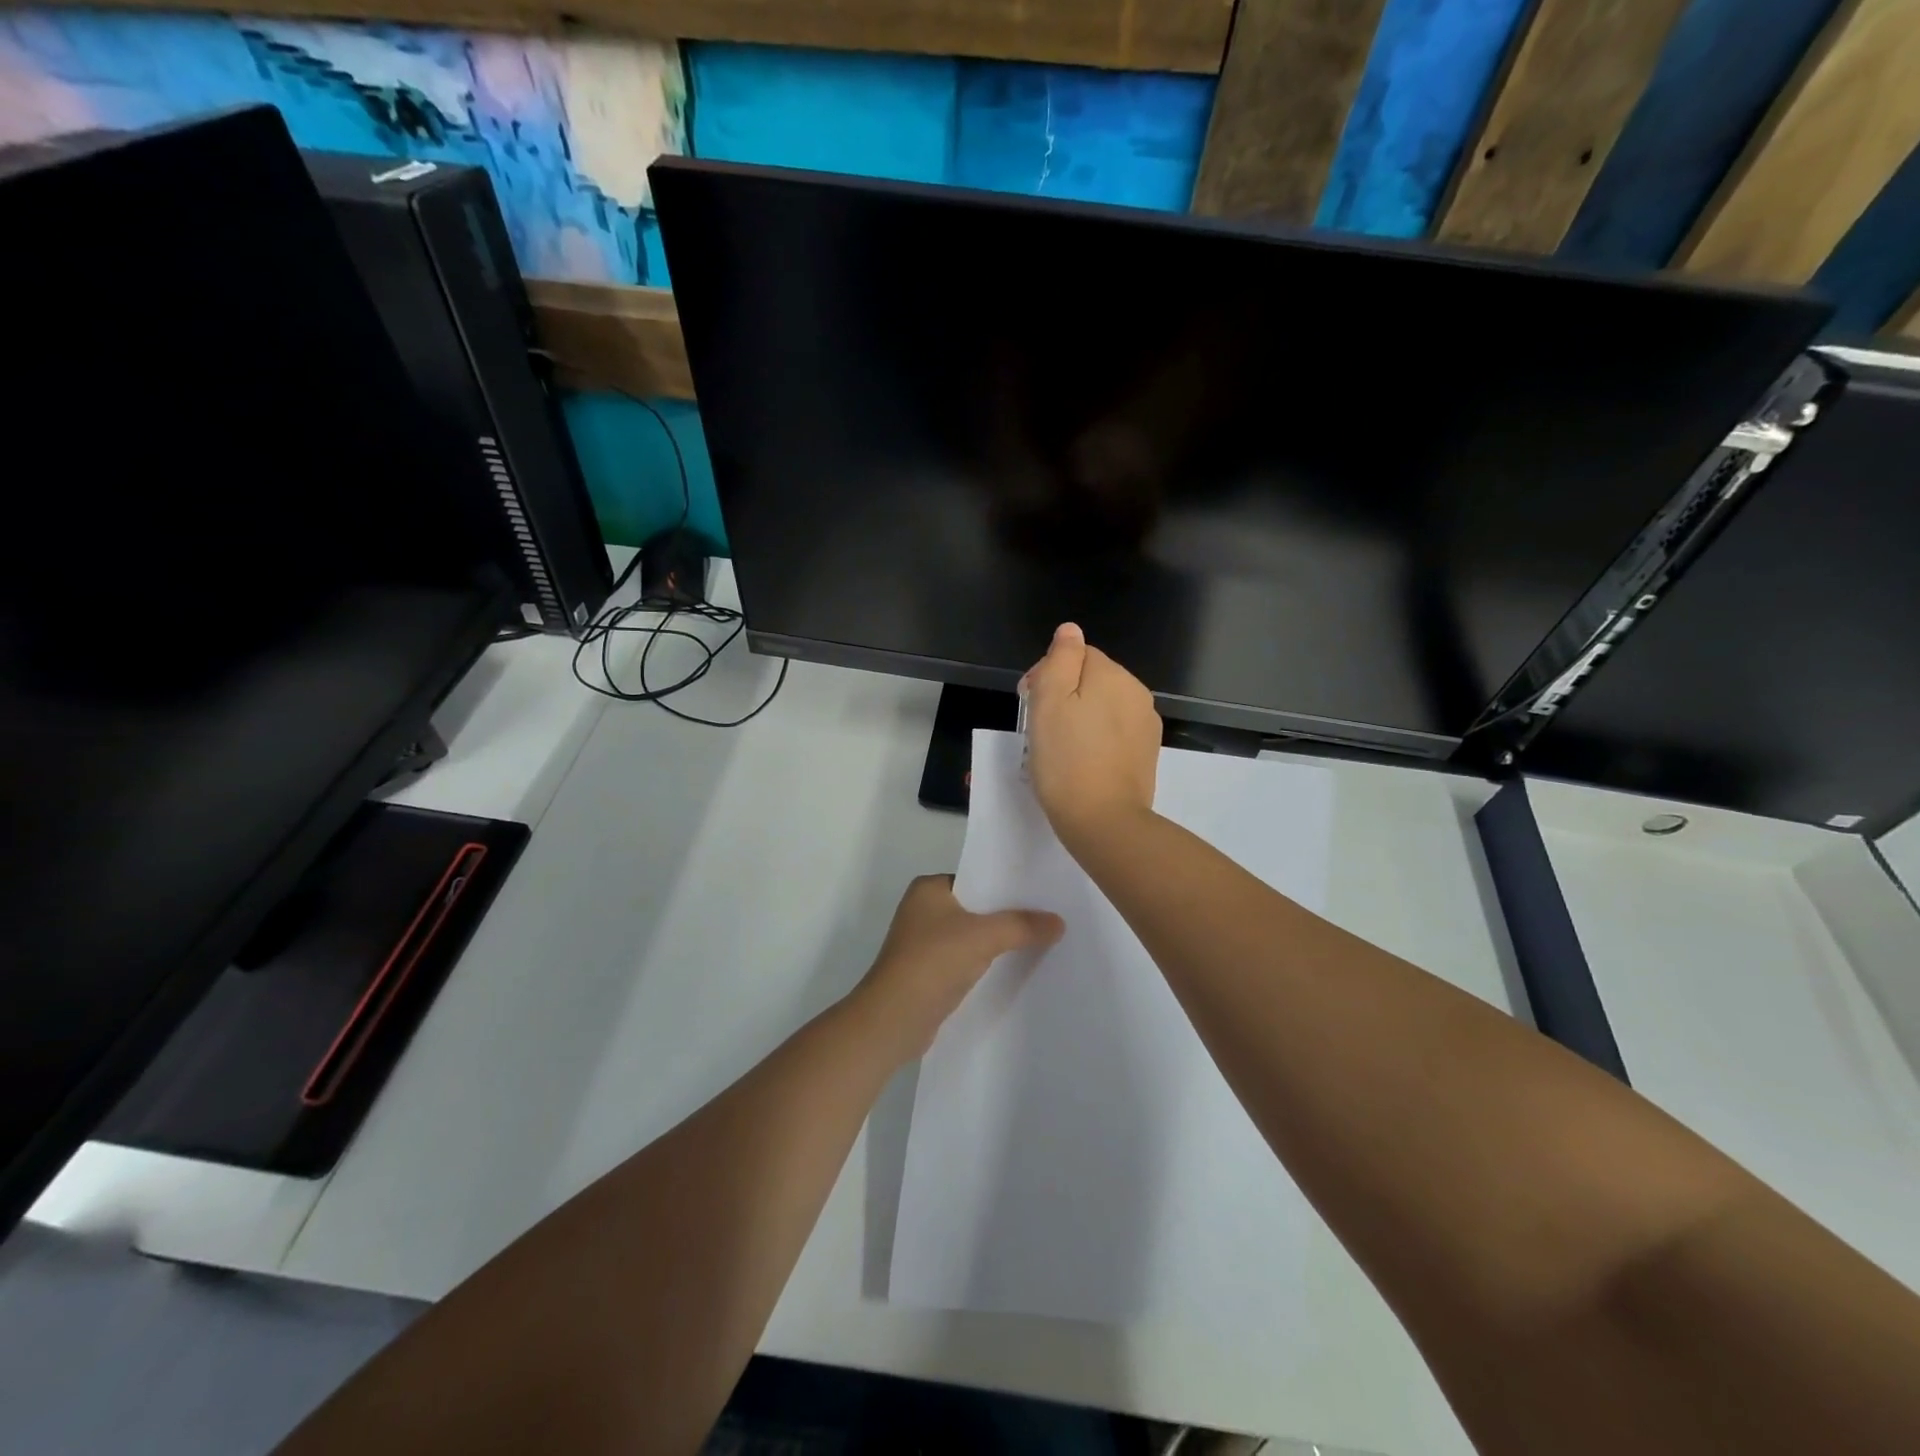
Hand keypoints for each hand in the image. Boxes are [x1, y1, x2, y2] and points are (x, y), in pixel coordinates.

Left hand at [854, 875, 1062, 1058]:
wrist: (894, 1019)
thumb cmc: (933, 962)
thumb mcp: (983, 937)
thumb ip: (1022, 926)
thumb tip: (1059, 922)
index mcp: (928, 888)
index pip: (976, 878)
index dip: (1007, 885)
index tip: (1042, 891)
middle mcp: (923, 910)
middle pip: (977, 907)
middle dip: (1008, 914)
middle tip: (1049, 915)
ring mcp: (924, 943)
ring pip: (972, 935)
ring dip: (999, 940)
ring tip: (1041, 940)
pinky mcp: (929, 972)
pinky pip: (966, 959)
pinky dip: (987, 962)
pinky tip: (1015, 967)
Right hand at [1023, 622, 1161, 851]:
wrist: (1103, 821)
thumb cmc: (1066, 760)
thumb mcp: (1049, 702)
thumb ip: (1060, 659)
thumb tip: (1071, 630)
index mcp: (1112, 675)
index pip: (1075, 655)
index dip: (1047, 675)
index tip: (1029, 704)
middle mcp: (1136, 692)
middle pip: (1092, 679)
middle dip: (1064, 695)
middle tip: (1039, 730)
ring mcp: (1145, 724)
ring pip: (1103, 706)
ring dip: (1080, 718)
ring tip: (1058, 749)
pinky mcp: (1146, 753)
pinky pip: (1115, 732)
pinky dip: (1097, 740)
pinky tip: (1081, 762)